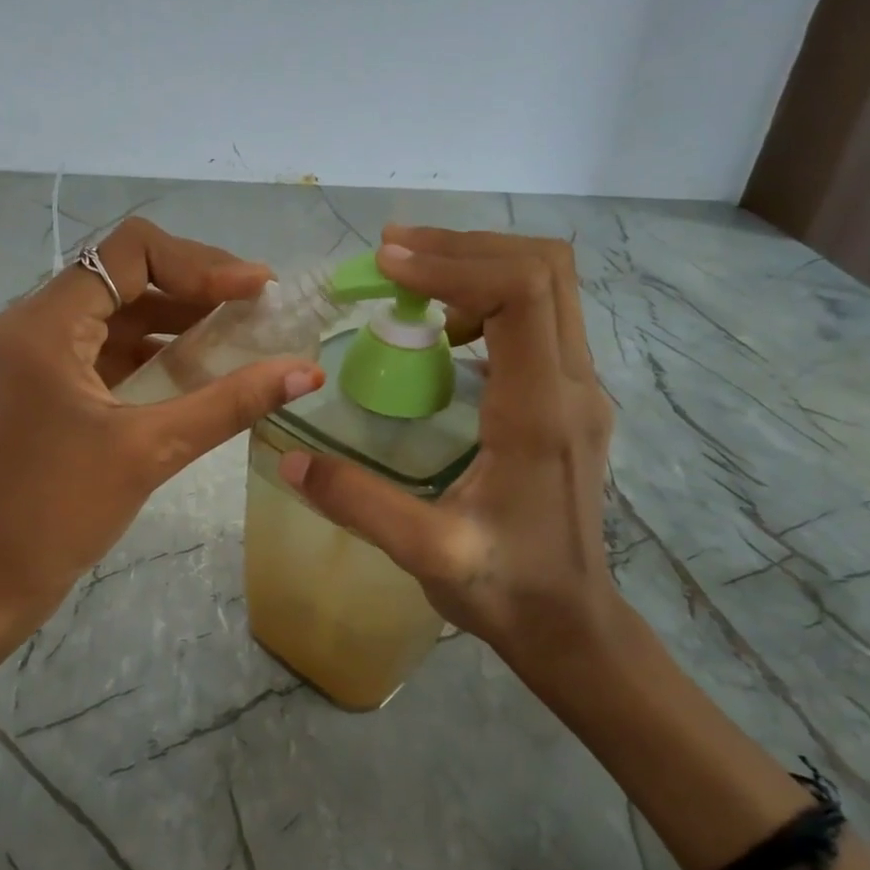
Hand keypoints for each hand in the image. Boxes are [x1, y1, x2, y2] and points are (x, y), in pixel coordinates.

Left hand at [0, 217, 323, 621]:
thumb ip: (230, 403)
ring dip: (177, 320)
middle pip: (124, 275)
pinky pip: (106, 350)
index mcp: (43, 326)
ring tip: (241, 335)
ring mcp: (35, 357)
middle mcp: (32, 326)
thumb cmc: (58, 513)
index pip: (129, 252)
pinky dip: (153, 353)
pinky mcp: (44, 386)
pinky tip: (199, 371)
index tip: (255, 290)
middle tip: (258, 308)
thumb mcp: (150, 450)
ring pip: (117, 313)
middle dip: (195, 287)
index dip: (200, 262)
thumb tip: (306, 371)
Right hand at [277, 226, 617, 673]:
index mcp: (540, 413)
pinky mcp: (572, 396)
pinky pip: (542, 315)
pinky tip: (445, 329)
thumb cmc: (504, 587)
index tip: (386, 266)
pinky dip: (491, 296)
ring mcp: (580, 388)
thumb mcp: (425, 552)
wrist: (571, 622)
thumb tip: (289, 458)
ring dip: (478, 265)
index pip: (519, 293)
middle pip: (543, 268)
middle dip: (463, 248)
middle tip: (391, 253)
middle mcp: (573, 385)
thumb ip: (357, 503)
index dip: (451, 264)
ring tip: (410, 280)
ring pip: (548, 285)